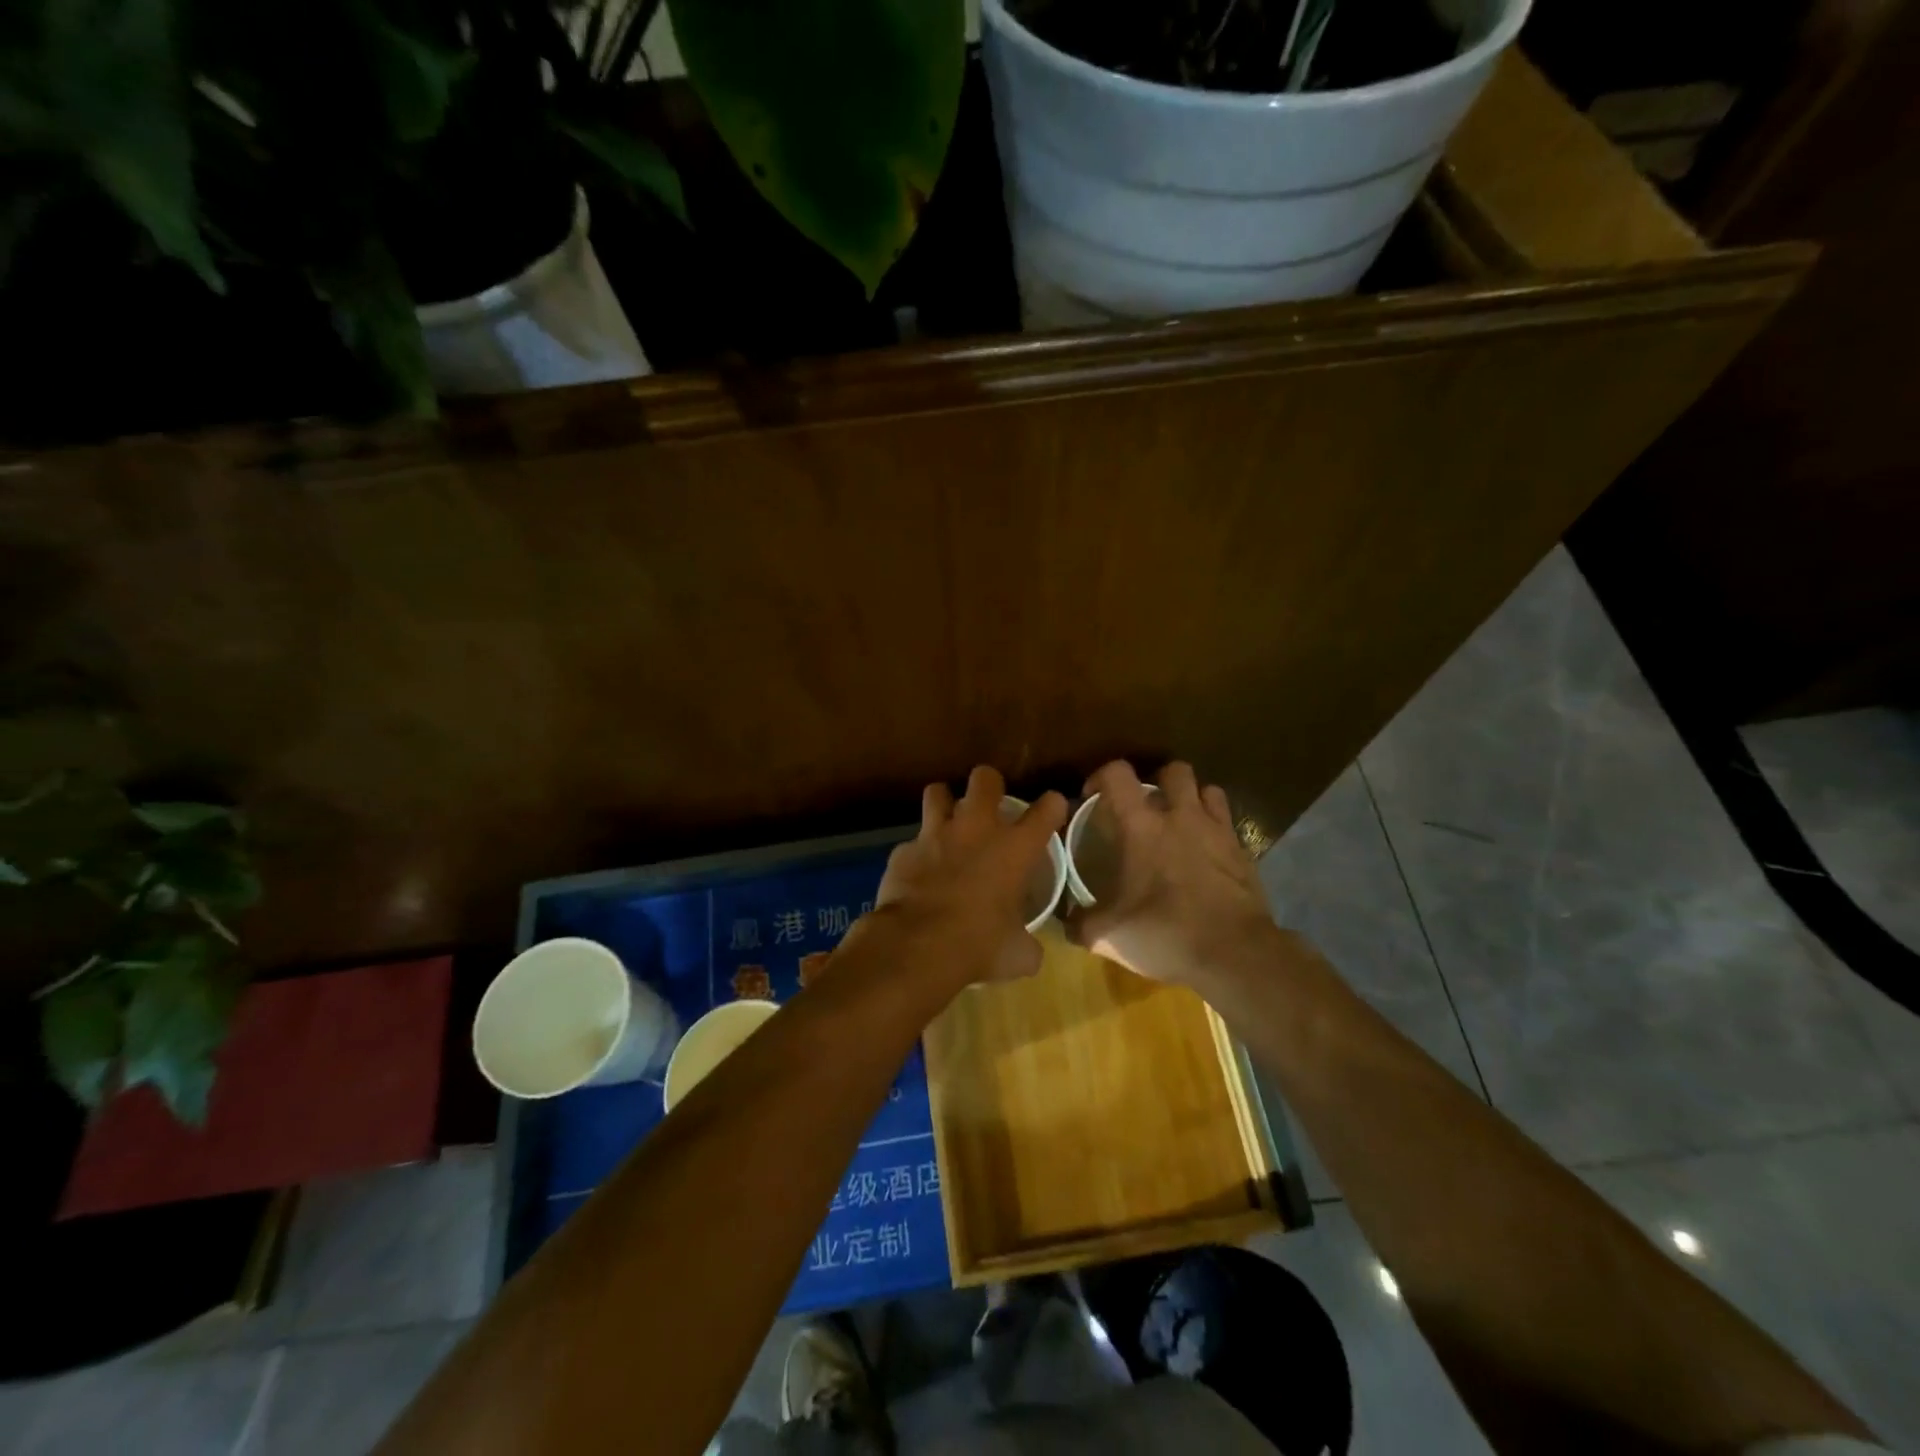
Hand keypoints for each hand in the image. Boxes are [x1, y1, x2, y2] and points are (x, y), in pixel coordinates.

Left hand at [867, 766, 1067, 985]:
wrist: (916, 946)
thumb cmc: (978, 946)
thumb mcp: (1017, 954)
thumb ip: (1027, 944)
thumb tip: (1029, 950)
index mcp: (1015, 848)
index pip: (1047, 808)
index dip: (1052, 806)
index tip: (1051, 810)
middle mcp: (977, 828)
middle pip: (985, 778)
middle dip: (989, 785)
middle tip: (989, 804)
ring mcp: (935, 834)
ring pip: (937, 792)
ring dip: (944, 804)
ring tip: (947, 822)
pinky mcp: (903, 849)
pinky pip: (912, 840)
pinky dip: (917, 852)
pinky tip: (918, 870)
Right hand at [1067, 761, 1276, 988]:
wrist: (1236, 955)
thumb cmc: (1165, 933)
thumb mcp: (1109, 936)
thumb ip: (1082, 924)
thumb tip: (1067, 923)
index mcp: (1142, 827)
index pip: (1118, 775)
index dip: (1102, 777)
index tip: (1093, 797)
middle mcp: (1182, 817)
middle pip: (1174, 771)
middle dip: (1158, 780)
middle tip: (1146, 807)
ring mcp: (1218, 832)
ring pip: (1209, 790)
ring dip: (1193, 799)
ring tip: (1181, 823)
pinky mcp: (1244, 854)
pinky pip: (1229, 826)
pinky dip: (1216, 831)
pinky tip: (1207, 855)